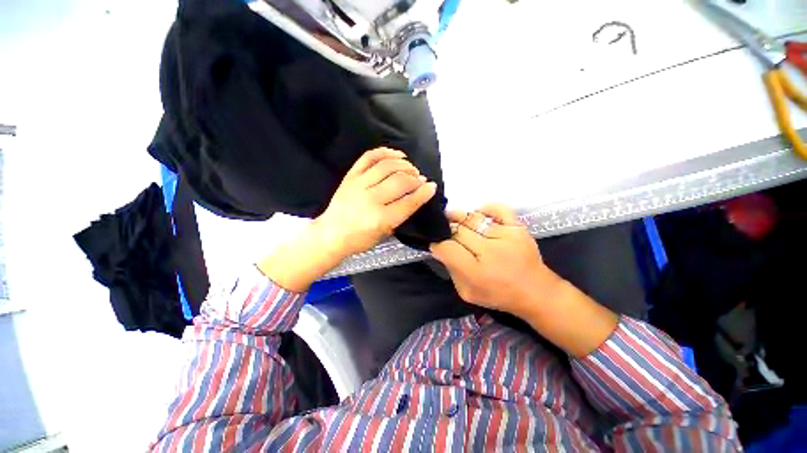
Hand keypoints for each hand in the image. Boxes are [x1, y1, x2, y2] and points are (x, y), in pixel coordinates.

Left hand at [316, 147, 436, 257]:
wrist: (331, 234)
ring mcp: (358, 185)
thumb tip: (415, 196)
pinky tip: (397, 155)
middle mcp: (371, 199)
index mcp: (381, 219)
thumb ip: (400, 215)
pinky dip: (386, 152)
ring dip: (405, 165)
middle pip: (400, 181)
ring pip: (387, 166)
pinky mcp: (350, 176)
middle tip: (421, 180)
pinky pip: (369, 157)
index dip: (424, 193)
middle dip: (416, 178)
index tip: (432, 186)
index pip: (408, 202)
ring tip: (411, 168)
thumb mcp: (385, 234)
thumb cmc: (360, 240)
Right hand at [431, 204, 618, 356]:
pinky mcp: (518, 227)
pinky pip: (497, 208)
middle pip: (457, 230)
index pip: (446, 247)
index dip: (436, 244)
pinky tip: (477, 214)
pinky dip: (484, 208)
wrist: (536, 292)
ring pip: (472, 218)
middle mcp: (489, 251)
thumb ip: (451, 271)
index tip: (436, 244)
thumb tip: (440, 248)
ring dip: (458, 217)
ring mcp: (506, 236)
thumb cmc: (498, 295)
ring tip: (453, 218)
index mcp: (475, 272)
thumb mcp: (467, 292)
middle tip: (444, 232)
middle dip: (446, 230)